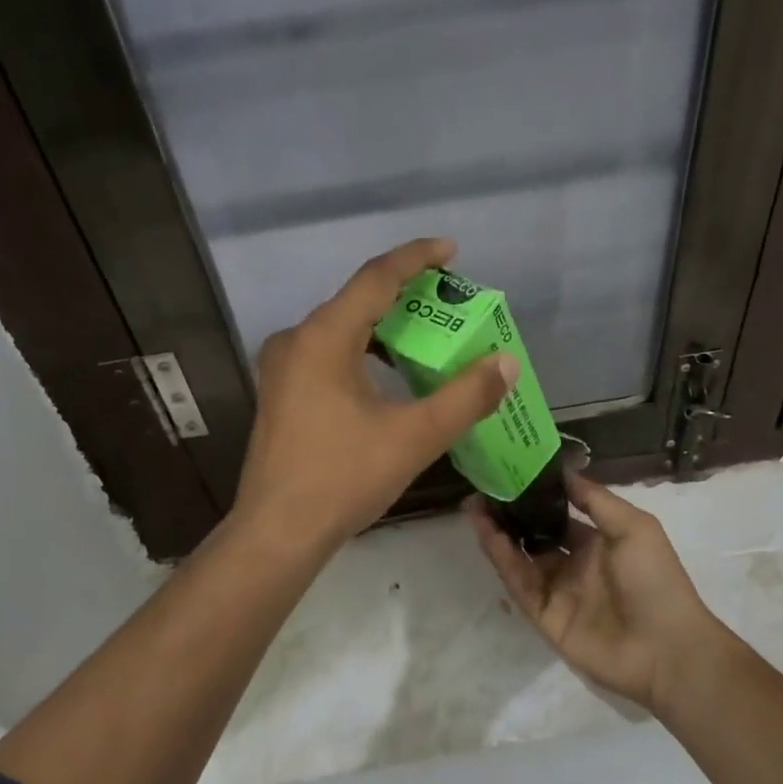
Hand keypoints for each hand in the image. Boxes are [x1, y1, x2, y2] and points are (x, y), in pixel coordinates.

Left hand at [231, 238, 519, 554]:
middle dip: (406, 295)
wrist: (276, 533)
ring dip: (384, 326)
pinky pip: (328, 352)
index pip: (376, 278)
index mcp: (323, 338)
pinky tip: (388, 374)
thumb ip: (465, 397)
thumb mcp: (413, 437)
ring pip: (342, 328)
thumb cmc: (342, 479)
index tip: (451, 251)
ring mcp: (283, 367)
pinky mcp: (281, 392)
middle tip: (449, 300)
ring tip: (427, 335)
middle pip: (358, 300)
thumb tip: (505, 363)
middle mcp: (296, 340)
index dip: (416, 258)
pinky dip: (364, 351)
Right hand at [468, 473, 720, 714]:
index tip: (510, 472)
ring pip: (519, 557)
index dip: (534, 495)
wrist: (667, 650)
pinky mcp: (544, 616)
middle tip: (481, 490)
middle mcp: (573, 563)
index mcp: (597, 542)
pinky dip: (502, 559)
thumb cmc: (655, 580)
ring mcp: (557, 591)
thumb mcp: (634, 526)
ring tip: (473, 507)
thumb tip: (560, 471)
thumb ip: (595, 499)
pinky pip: (519, 583)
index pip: (558, 513)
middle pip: (532, 534)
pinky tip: (487, 535)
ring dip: (497, 533)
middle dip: (508, 514)